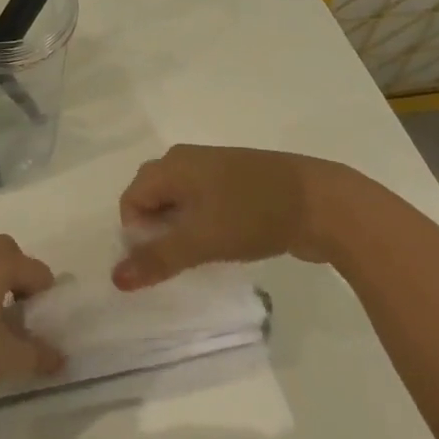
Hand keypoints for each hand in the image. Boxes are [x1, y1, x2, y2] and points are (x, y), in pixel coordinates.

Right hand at [112, 144, 380, 288]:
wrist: (323, 203)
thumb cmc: (252, 215)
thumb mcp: (200, 240)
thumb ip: (157, 259)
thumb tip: (115, 278)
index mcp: (171, 164)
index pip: (131, 200)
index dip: (137, 234)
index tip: (162, 261)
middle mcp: (187, 159)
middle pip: (152, 197)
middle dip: (157, 232)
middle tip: (178, 261)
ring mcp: (215, 169)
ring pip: (180, 202)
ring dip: (181, 230)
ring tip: (201, 256)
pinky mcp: (239, 182)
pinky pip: (204, 203)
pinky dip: (204, 225)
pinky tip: (223, 245)